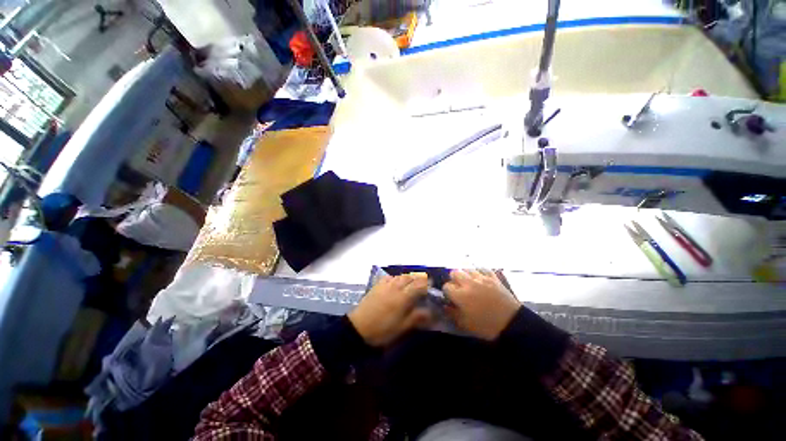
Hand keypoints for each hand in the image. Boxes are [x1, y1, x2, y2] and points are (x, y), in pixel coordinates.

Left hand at [348, 273, 432, 346]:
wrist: (358, 328)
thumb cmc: (382, 330)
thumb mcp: (402, 327)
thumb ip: (417, 317)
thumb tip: (431, 312)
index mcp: (403, 297)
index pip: (418, 285)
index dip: (426, 284)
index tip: (432, 285)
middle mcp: (395, 287)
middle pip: (410, 278)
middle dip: (418, 278)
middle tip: (423, 283)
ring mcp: (385, 285)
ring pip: (400, 276)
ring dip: (408, 277)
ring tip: (412, 282)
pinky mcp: (377, 286)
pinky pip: (389, 277)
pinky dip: (396, 277)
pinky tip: (396, 281)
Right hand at [443, 269, 520, 340]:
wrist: (512, 324)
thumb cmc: (486, 326)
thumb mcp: (466, 324)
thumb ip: (452, 313)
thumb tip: (445, 306)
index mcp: (460, 295)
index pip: (447, 286)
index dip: (447, 292)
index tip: (451, 298)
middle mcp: (469, 283)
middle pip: (455, 273)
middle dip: (454, 280)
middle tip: (458, 288)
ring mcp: (482, 278)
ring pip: (467, 269)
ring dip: (466, 275)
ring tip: (469, 283)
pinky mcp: (493, 278)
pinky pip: (483, 269)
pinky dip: (479, 272)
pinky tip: (480, 278)